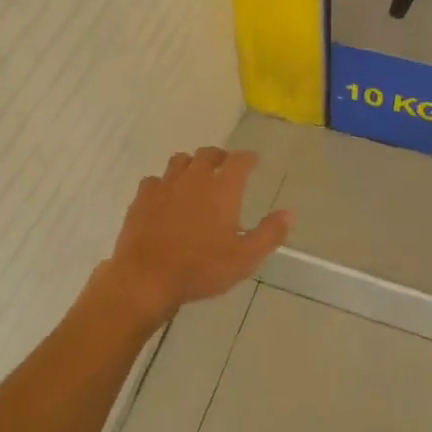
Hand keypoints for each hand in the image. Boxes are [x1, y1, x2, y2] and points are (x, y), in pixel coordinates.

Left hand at [97, 148, 291, 327]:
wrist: (147, 277)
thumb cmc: (201, 268)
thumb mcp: (245, 258)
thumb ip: (269, 233)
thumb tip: (289, 213)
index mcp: (223, 188)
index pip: (240, 160)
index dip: (248, 158)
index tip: (253, 161)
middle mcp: (195, 178)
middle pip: (208, 154)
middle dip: (220, 157)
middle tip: (225, 166)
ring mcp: (165, 184)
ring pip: (180, 161)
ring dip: (191, 164)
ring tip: (195, 177)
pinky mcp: (142, 197)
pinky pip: (155, 179)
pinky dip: (164, 183)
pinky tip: (165, 196)